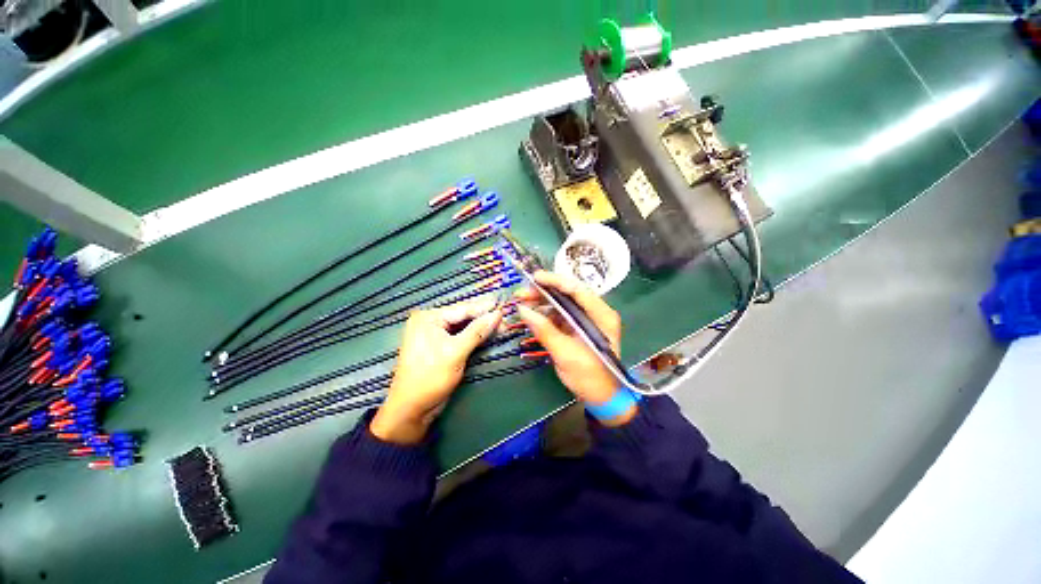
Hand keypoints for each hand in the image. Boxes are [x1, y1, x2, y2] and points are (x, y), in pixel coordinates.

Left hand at [370, 297, 502, 444]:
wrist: (412, 409)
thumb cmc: (430, 378)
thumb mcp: (455, 352)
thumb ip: (477, 331)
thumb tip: (497, 314)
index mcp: (428, 318)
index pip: (463, 309)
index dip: (485, 309)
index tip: (505, 308)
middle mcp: (430, 321)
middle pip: (463, 316)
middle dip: (484, 318)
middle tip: (506, 320)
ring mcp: (434, 333)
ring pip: (463, 326)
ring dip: (481, 327)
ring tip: (502, 326)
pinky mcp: (440, 345)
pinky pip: (460, 335)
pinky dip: (474, 336)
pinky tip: (488, 334)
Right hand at [515, 271, 633, 424]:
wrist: (603, 398)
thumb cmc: (590, 377)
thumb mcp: (566, 354)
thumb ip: (544, 331)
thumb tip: (523, 310)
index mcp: (602, 316)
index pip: (578, 290)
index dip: (556, 281)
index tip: (535, 278)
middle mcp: (595, 312)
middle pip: (568, 294)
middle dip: (544, 291)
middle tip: (521, 293)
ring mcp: (586, 319)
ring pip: (562, 303)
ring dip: (542, 301)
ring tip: (522, 303)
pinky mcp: (577, 327)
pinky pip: (559, 315)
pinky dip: (544, 314)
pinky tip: (531, 314)